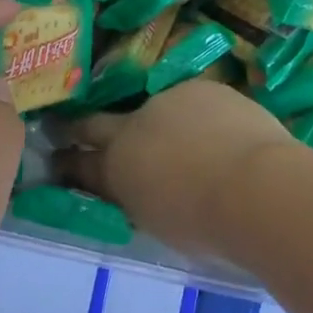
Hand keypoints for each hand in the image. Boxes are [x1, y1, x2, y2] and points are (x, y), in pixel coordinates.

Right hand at [53, 81, 290, 258]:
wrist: (257, 187)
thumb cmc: (206, 224)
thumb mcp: (158, 221)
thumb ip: (140, 199)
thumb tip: (139, 189)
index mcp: (117, 168)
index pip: (81, 164)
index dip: (67, 162)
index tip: (56, 158)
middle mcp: (132, 126)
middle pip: (99, 123)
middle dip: (84, 128)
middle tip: (74, 129)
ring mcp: (167, 102)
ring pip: (157, 112)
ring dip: (163, 126)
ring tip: (191, 146)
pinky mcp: (202, 88)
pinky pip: (195, 104)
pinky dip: (202, 118)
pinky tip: (224, 134)